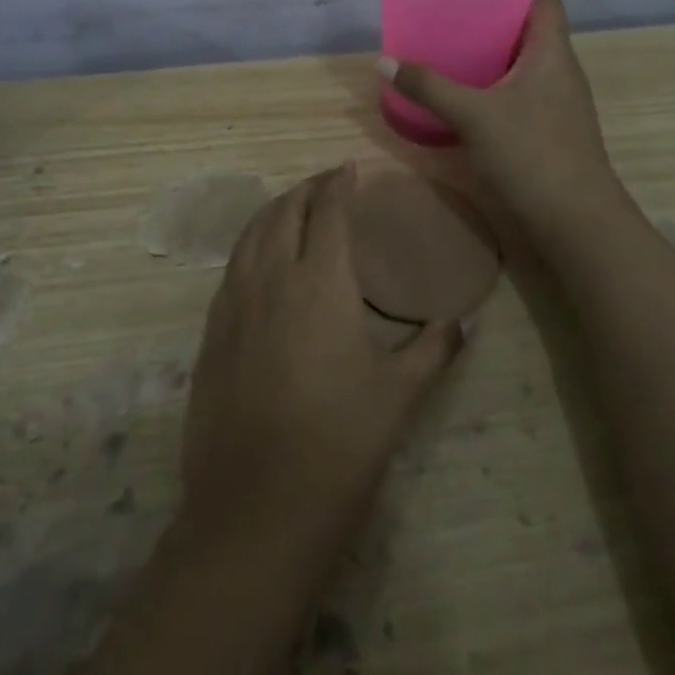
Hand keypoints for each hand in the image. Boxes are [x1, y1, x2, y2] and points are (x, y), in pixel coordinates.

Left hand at [178, 166, 462, 561]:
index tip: (349, 169)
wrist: (256, 505)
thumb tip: (463, 322)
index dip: (338, 184)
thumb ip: (432, 349)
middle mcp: (271, 278)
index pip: (327, 212)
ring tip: (293, 207)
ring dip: (274, 210)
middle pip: (283, 211)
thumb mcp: (398, 395)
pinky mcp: (211, 329)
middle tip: (326, 183)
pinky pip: (232, 265)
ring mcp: (233, 302)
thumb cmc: (339, 445)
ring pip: (250, 233)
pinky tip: (262, 258)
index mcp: (319, 282)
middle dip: (305, 188)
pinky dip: (250, 243)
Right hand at [378, 0, 616, 233]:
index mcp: (552, 52)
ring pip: (521, 61)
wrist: (576, 222)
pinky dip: (490, 82)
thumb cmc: (533, 154)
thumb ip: (429, 86)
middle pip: (528, 26)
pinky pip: (516, 89)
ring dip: (489, 49)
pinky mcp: (545, 129)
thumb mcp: (474, 116)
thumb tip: (384, 60)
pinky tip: (460, 91)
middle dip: (491, 13)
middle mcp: (558, 70)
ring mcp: (554, 102)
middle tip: (448, 6)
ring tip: (447, 42)